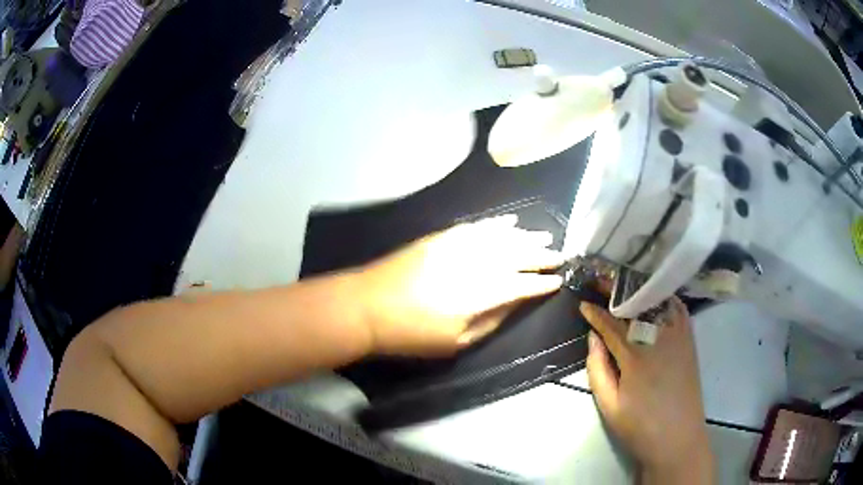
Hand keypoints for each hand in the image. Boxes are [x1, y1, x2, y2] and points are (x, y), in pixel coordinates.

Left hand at [356, 214, 564, 355]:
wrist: (367, 305)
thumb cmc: (411, 333)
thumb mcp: (456, 342)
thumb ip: (492, 320)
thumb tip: (516, 302)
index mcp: (482, 294)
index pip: (523, 285)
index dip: (542, 283)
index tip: (559, 280)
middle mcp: (476, 263)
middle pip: (518, 256)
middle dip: (541, 255)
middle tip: (560, 254)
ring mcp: (458, 245)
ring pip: (502, 237)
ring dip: (526, 236)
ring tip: (545, 235)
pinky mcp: (442, 236)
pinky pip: (477, 226)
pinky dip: (497, 223)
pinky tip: (510, 221)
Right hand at [581, 298, 714, 483]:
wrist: (679, 439)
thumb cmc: (640, 427)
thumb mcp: (609, 405)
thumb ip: (598, 369)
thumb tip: (592, 338)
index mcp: (636, 355)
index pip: (611, 325)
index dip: (595, 313)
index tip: (582, 303)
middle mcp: (660, 337)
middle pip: (636, 305)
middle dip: (616, 291)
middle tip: (600, 279)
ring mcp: (679, 336)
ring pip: (658, 302)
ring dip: (639, 290)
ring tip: (624, 284)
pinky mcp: (690, 340)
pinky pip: (678, 309)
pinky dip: (664, 298)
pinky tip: (655, 297)